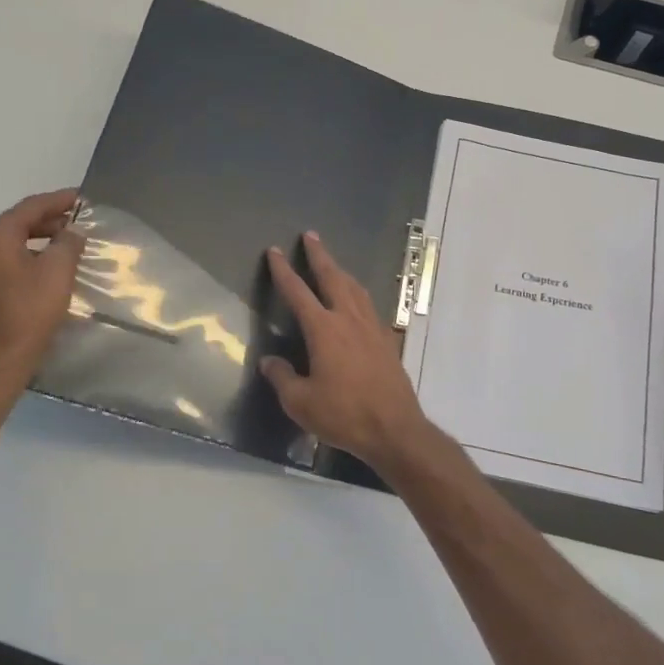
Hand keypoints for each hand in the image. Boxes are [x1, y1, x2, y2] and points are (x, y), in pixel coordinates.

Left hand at [0, 188, 84, 380]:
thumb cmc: (27, 314)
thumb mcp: (58, 273)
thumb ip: (68, 244)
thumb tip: (71, 232)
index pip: (31, 207)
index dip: (60, 200)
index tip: (82, 198)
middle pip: (17, 224)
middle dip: (48, 221)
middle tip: (77, 224)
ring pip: (9, 246)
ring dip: (37, 242)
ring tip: (65, 248)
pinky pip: (3, 265)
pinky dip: (25, 260)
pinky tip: (43, 274)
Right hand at [261, 232, 435, 475]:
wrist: (394, 429)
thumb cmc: (343, 415)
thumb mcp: (300, 402)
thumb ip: (282, 378)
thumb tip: (269, 362)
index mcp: (323, 329)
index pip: (298, 292)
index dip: (283, 271)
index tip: (274, 252)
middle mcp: (348, 319)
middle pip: (332, 277)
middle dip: (319, 255)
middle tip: (310, 236)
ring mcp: (372, 327)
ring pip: (355, 288)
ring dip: (341, 271)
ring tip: (332, 263)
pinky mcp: (387, 340)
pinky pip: (369, 305)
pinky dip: (358, 293)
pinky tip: (357, 300)